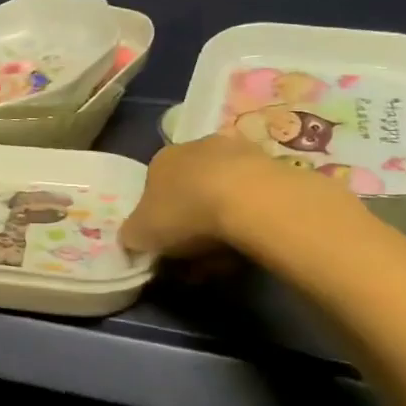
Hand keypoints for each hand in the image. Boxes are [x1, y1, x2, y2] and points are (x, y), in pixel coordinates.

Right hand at [122, 132, 367, 259]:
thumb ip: (132, 236)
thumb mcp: (141, 234)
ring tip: (227, 257)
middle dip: (192, 223)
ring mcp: (238, 152)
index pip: (153, 189)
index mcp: (160, 159)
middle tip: (197, 258)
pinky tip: (252, 243)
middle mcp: (196, 147)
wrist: (250, 200)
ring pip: (223, 194)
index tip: (167, 248)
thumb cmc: (185, 213)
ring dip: (222, 223)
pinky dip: (249, 220)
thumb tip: (132, 239)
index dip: (158, 221)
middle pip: (190, 190)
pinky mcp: (274, 165)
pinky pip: (253, 199)